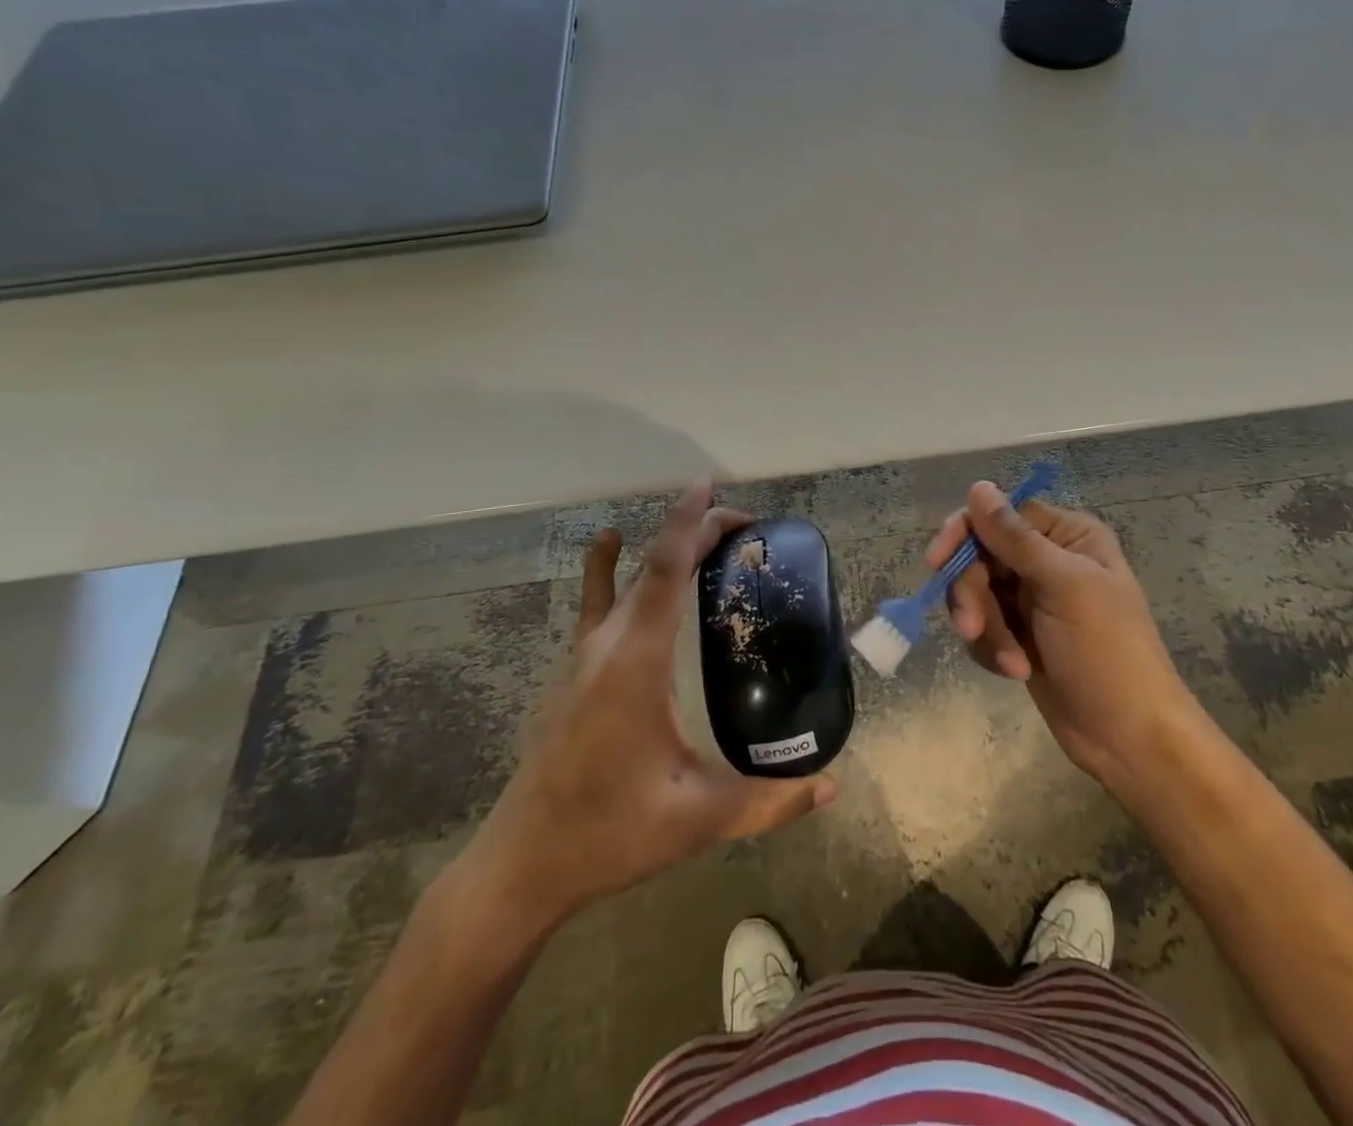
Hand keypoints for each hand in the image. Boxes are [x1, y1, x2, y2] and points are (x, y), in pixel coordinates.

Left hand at [453, 484, 836, 948]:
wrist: (521, 866)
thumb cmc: (608, 834)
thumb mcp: (696, 818)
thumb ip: (768, 801)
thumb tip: (832, 784)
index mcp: (635, 663)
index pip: (664, 571)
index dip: (689, 524)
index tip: (711, 487)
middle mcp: (607, 644)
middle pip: (651, 564)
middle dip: (697, 532)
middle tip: (747, 528)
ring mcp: (583, 655)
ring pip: (625, 578)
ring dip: (664, 547)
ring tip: (705, 536)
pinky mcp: (574, 670)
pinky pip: (595, 601)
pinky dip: (608, 565)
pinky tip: (610, 543)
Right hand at [927, 481, 1195, 790]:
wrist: (1129, 738)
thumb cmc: (1107, 652)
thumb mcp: (1064, 587)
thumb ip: (1016, 538)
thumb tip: (978, 486)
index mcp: (1068, 537)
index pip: (1001, 515)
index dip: (966, 533)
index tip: (938, 561)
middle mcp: (1047, 560)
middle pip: (981, 555)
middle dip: (972, 594)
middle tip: (969, 628)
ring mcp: (1031, 599)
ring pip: (975, 593)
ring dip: (984, 628)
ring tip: (1010, 664)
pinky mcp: (1019, 635)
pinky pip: (981, 626)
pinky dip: (991, 648)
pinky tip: (1015, 671)